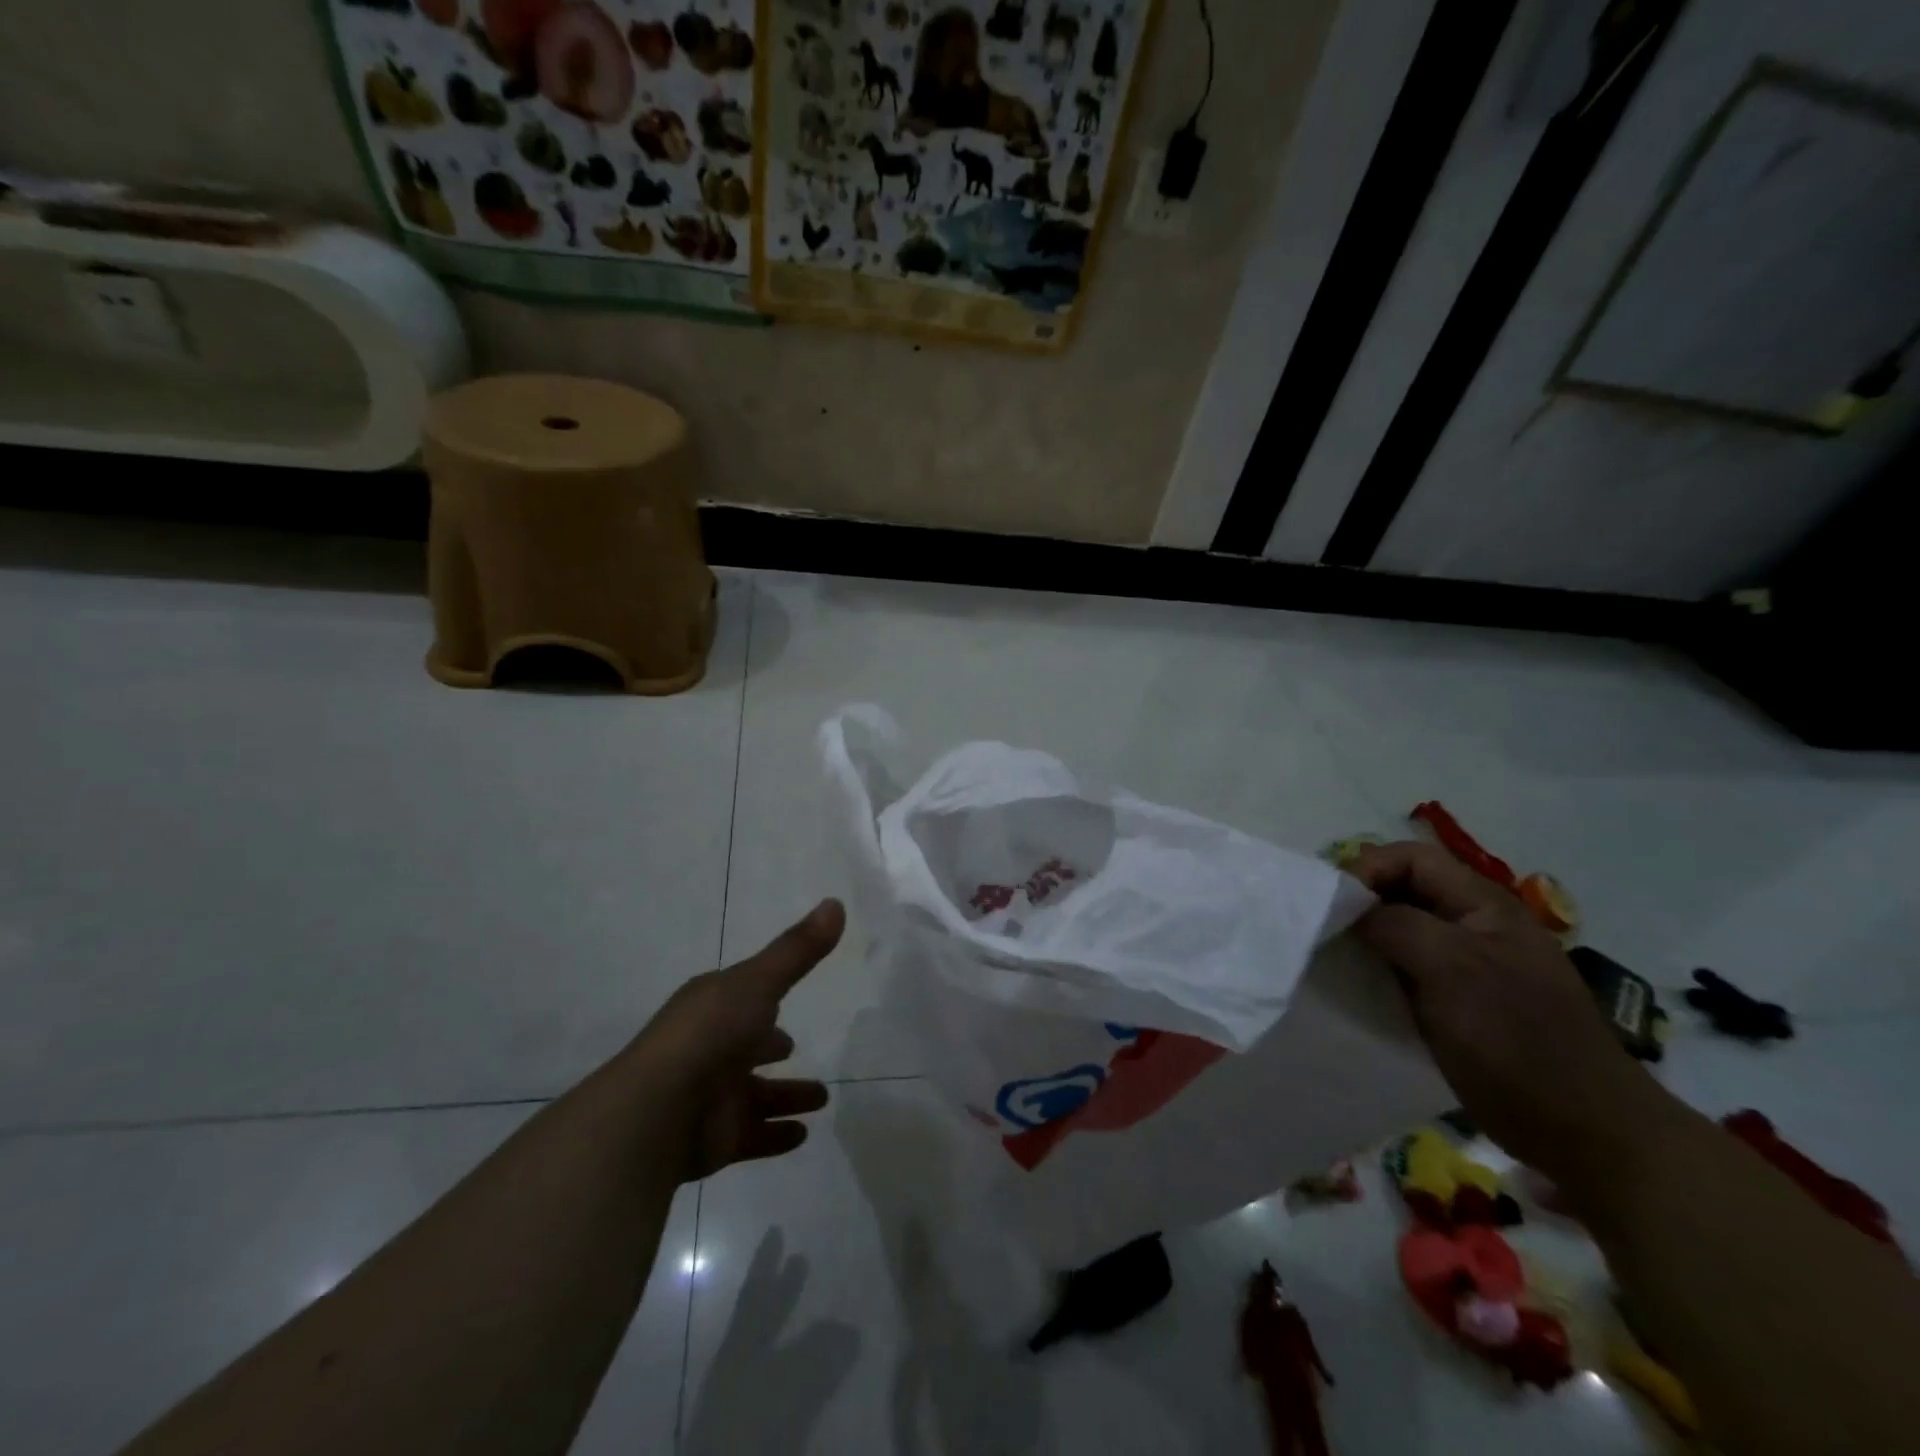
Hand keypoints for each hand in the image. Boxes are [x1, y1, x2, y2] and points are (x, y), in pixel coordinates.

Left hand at [633, 899, 844, 1181]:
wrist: (657, 1112)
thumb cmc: (709, 1033)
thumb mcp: (759, 981)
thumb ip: (798, 949)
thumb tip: (836, 902)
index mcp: (712, 1008)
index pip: (741, 999)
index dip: (762, 998)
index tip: (782, 1001)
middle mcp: (708, 1049)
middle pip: (744, 1047)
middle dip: (768, 1046)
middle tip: (792, 1048)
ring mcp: (710, 1097)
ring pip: (753, 1095)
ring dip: (783, 1096)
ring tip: (822, 1098)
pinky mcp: (714, 1140)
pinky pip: (752, 1136)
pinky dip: (775, 1136)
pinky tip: (801, 1135)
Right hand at [1347, 842, 1665, 1181]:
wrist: (1583, 1131)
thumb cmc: (1517, 1040)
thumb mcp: (1452, 968)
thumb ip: (1396, 925)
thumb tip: (1349, 911)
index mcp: (1482, 905)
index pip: (1410, 858)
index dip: (1367, 869)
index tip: (1332, 905)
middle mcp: (1472, 926)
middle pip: (1402, 890)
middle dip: (1360, 903)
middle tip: (1323, 931)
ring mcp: (1465, 965)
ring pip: (1399, 930)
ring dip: (1364, 939)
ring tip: (1331, 959)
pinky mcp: (1454, 1002)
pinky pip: (1403, 969)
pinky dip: (1375, 971)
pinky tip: (1355, 989)